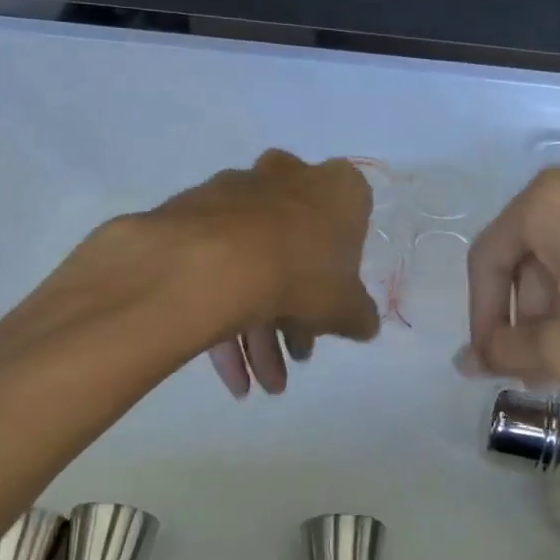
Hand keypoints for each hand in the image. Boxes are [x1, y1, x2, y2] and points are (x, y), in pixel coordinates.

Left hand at [136, 150, 380, 396]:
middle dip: (294, 313)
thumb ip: (360, 315)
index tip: (330, 307)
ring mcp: (236, 192)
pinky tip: (230, 373)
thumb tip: (364, 324)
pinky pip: (218, 266)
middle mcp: (287, 177)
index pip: (351, 223)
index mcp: (337, 187)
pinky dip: (224, 316)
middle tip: (292, 356)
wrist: (216, 262)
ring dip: (258, 332)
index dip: (340, 273)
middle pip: (296, 250)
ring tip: (260, 382)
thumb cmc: (302, 273)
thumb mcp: (346, 307)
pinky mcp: (194, 213)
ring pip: (254, 264)